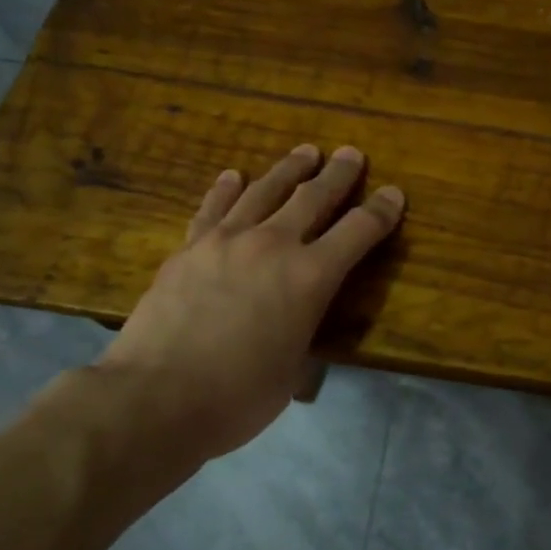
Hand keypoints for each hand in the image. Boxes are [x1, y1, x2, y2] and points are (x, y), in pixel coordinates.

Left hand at [92, 144, 403, 484]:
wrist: (156, 397)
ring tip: (305, 152)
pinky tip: (234, 175)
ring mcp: (226, 241)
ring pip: (265, 192)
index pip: (358, 232)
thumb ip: (302, 329)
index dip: (380, 211)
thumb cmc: (239, 396)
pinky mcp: (189, 249)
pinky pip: (213, 208)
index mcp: (310, 278)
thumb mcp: (294, 367)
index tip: (394, 194)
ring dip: (289, 170)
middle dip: (338, 175)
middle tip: (352, 155)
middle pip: (313, 198)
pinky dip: (227, 189)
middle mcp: (273, 246)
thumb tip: (297, 320)